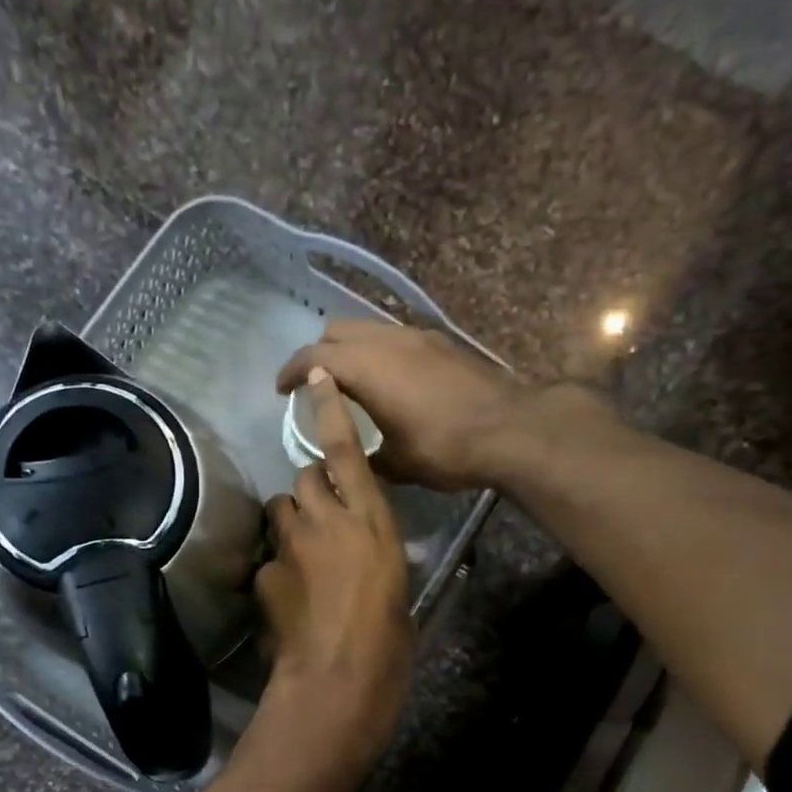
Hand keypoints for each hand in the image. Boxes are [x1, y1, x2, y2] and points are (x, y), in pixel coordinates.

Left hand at [255, 370, 414, 771]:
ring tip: (303, 553)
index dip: (331, 411)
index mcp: (372, 522)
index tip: (318, 376)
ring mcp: (290, 545)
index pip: (347, 452)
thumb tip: (373, 559)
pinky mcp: (264, 574)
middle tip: (322, 515)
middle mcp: (327, 521)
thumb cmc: (390, 643)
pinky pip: (267, 557)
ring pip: (281, 509)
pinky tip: (287, 595)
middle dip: (311, 487)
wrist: (339, 681)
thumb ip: (381, 561)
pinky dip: (276, 566)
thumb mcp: (400, 592)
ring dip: (291, 521)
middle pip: (305, 477)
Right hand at [277, 319, 530, 490]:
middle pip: (337, 330)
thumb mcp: (396, 463)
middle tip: (315, 386)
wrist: (510, 429)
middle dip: (319, 354)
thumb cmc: (445, 448)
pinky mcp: (439, 343)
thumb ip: (364, 455)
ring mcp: (416, 336)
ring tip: (350, 383)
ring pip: (368, 329)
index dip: (290, 372)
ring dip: (351, 350)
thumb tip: (351, 459)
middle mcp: (387, 340)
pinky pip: (394, 337)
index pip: (313, 357)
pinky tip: (389, 382)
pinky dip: (379, 352)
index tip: (281, 390)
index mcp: (366, 367)